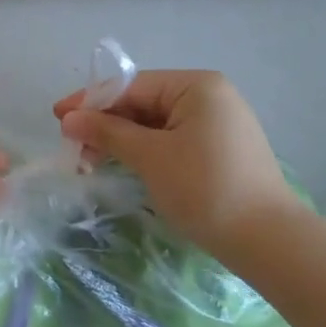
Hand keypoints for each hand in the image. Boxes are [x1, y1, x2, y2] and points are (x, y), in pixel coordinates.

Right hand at [54, 70, 295, 263]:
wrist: (268, 241)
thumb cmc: (205, 188)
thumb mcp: (150, 157)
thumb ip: (108, 132)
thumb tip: (69, 118)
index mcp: (196, 86)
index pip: (131, 85)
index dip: (91, 101)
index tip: (57, 117)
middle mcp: (210, 96)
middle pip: (143, 103)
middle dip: (106, 124)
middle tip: (73, 147)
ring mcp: (219, 123)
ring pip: (156, 124)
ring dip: (122, 140)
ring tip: (91, 162)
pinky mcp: (221, 150)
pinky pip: (173, 140)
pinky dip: (146, 151)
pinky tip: (124, 166)